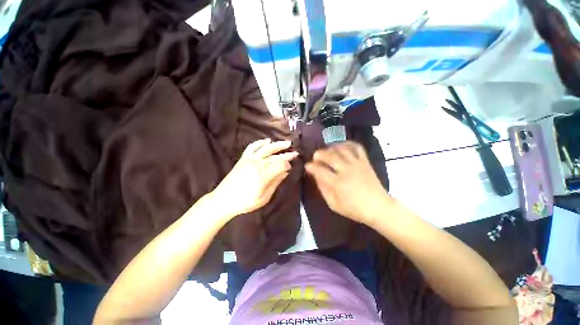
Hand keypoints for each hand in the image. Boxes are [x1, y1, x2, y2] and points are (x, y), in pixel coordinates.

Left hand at [211, 139, 297, 220]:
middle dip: (287, 154)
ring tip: (286, 143)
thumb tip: (285, 173)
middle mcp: (257, 164)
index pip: (280, 165)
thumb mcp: (264, 197)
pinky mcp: (243, 158)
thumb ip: (275, 183)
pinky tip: (267, 140)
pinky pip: (252, 147)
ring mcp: (249, 159)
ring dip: (277, 145)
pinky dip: (260, 142)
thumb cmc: (245, 202)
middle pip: (275, 156)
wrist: (223, 200)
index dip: (287, 165)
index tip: (290, 168)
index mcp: (263, 175)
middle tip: (295, 153)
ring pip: (266, 148)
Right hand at [305, 141, 392, 224]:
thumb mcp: (334, 205)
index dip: (310, 166)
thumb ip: (323, 189)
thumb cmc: (354, 209)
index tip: (307, 166)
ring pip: (341, 149)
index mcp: (337, 183)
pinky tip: (342, 147)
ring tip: (327, 151)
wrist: (379, 207)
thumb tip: (316, 176)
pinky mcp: (365, 161)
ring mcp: (357, 164)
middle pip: (329, 155)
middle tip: (315, 158)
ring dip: (331, 148)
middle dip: (318, 154)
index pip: (319, 170)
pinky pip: (356, 147)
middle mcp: (346, 170)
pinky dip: (348, 144)